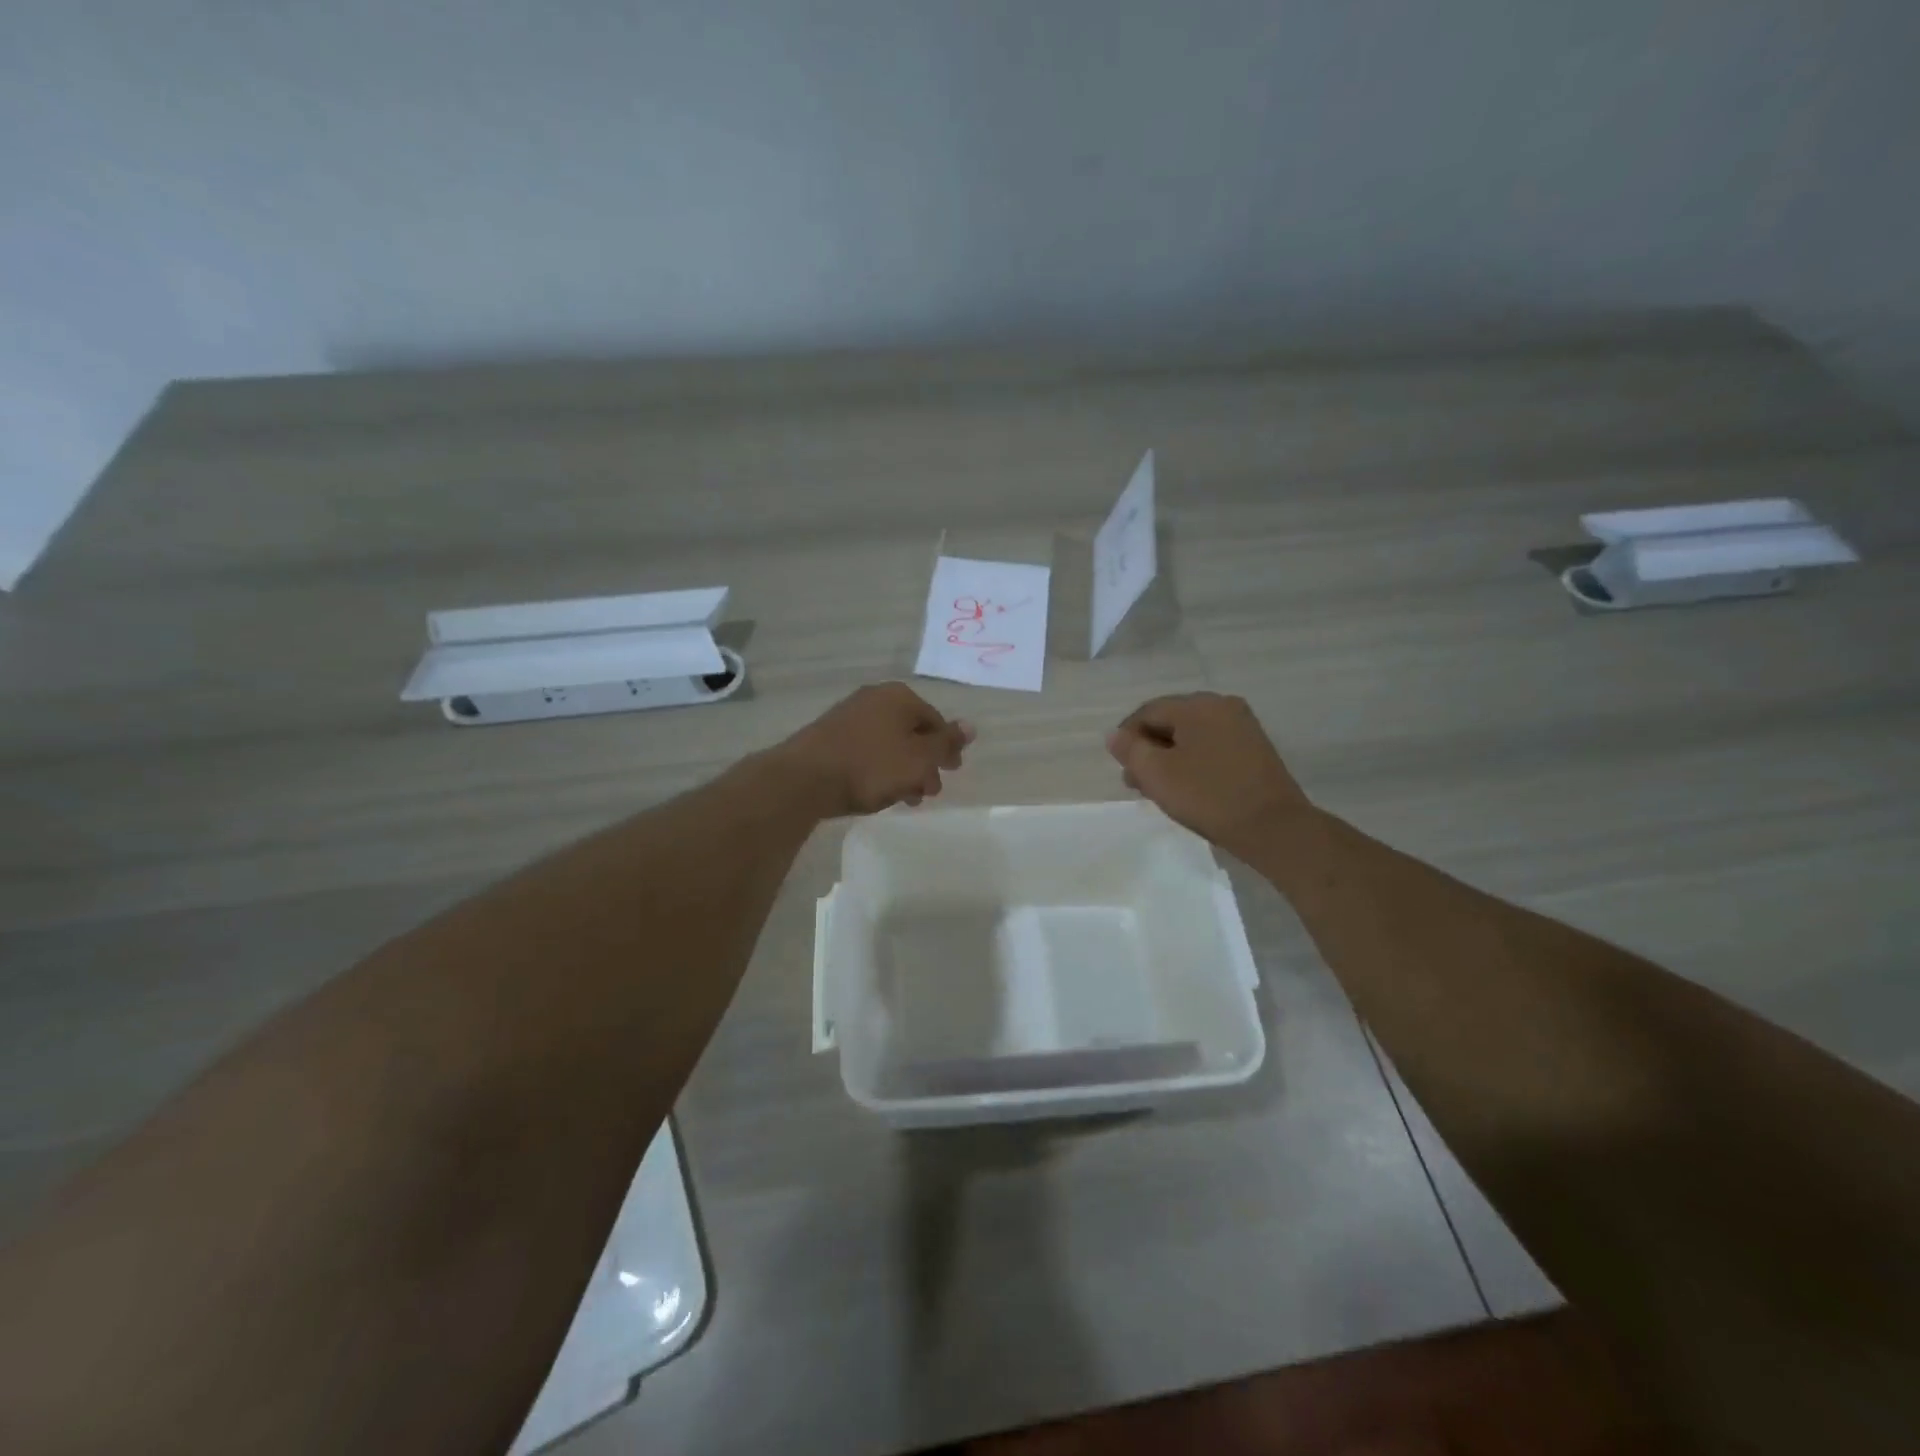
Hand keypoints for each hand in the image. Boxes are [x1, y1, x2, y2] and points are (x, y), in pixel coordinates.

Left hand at [772, 682, 974, 818]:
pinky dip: (879, 769)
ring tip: (905, 799)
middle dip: (924, 763)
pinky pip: (866, 750)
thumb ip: (946, 743)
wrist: (805, 778)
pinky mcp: (830, 736)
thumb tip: (971, 726)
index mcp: (900, 697)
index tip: (951, 773)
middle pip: (912, 732)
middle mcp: (875, 698)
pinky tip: (878, 792)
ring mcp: (849, 715)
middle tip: (929, 792)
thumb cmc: (871, 766)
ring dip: (903, 770)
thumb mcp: (919, 758)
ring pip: (889, 743)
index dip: (947, 748)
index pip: (936, 721)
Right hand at [1107, 693, 1311, 853]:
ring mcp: (1242, 726)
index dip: (1126, 737)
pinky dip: (1193, 760)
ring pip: (1191, 735)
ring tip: (1159, 788)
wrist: (1273, 827)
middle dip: (1149, 748)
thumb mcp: (1157, 774)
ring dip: (1169, 757)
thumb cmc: (1208, 796)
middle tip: (1136, 781)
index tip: (1119, 766)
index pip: (1147, 712)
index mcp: (1196, 705)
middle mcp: (1221, 705)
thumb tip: (1114, 735)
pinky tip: (1188, 786)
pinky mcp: (1255, 748)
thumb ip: (1130, 749)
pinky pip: (1212, 745)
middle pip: (1171, 721)